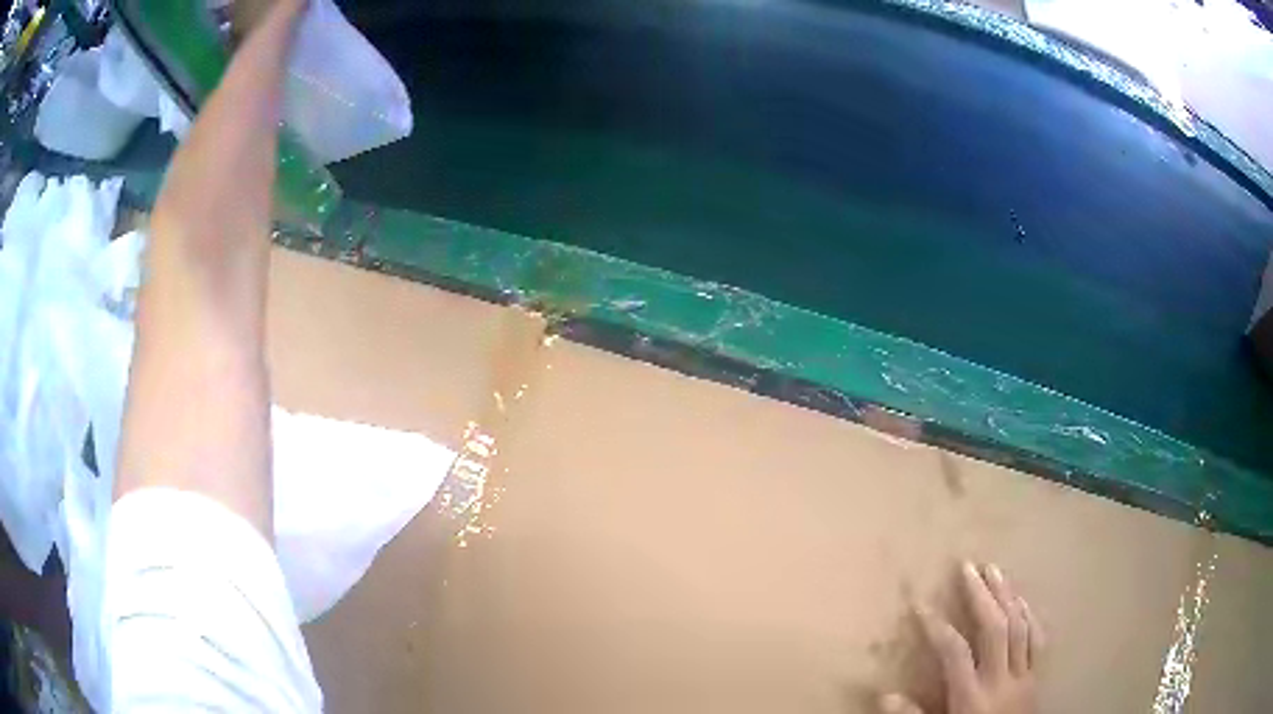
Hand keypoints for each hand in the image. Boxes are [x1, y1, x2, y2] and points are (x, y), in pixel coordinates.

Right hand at [881, 563, 1044, 713]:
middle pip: (994, 629)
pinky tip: (1023, 600)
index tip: (920, 605)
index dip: (936, 626)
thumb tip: (885, 695)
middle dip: (980, 596)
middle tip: (968, 567)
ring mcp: (1023, 676)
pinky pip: (1038, 641)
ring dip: (1007, 596)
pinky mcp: (1036, 678)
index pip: (954, 653)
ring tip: (995, 570)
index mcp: (972, 696)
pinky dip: (1031, 617)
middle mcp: (1000, 680)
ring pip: (1019, 627)